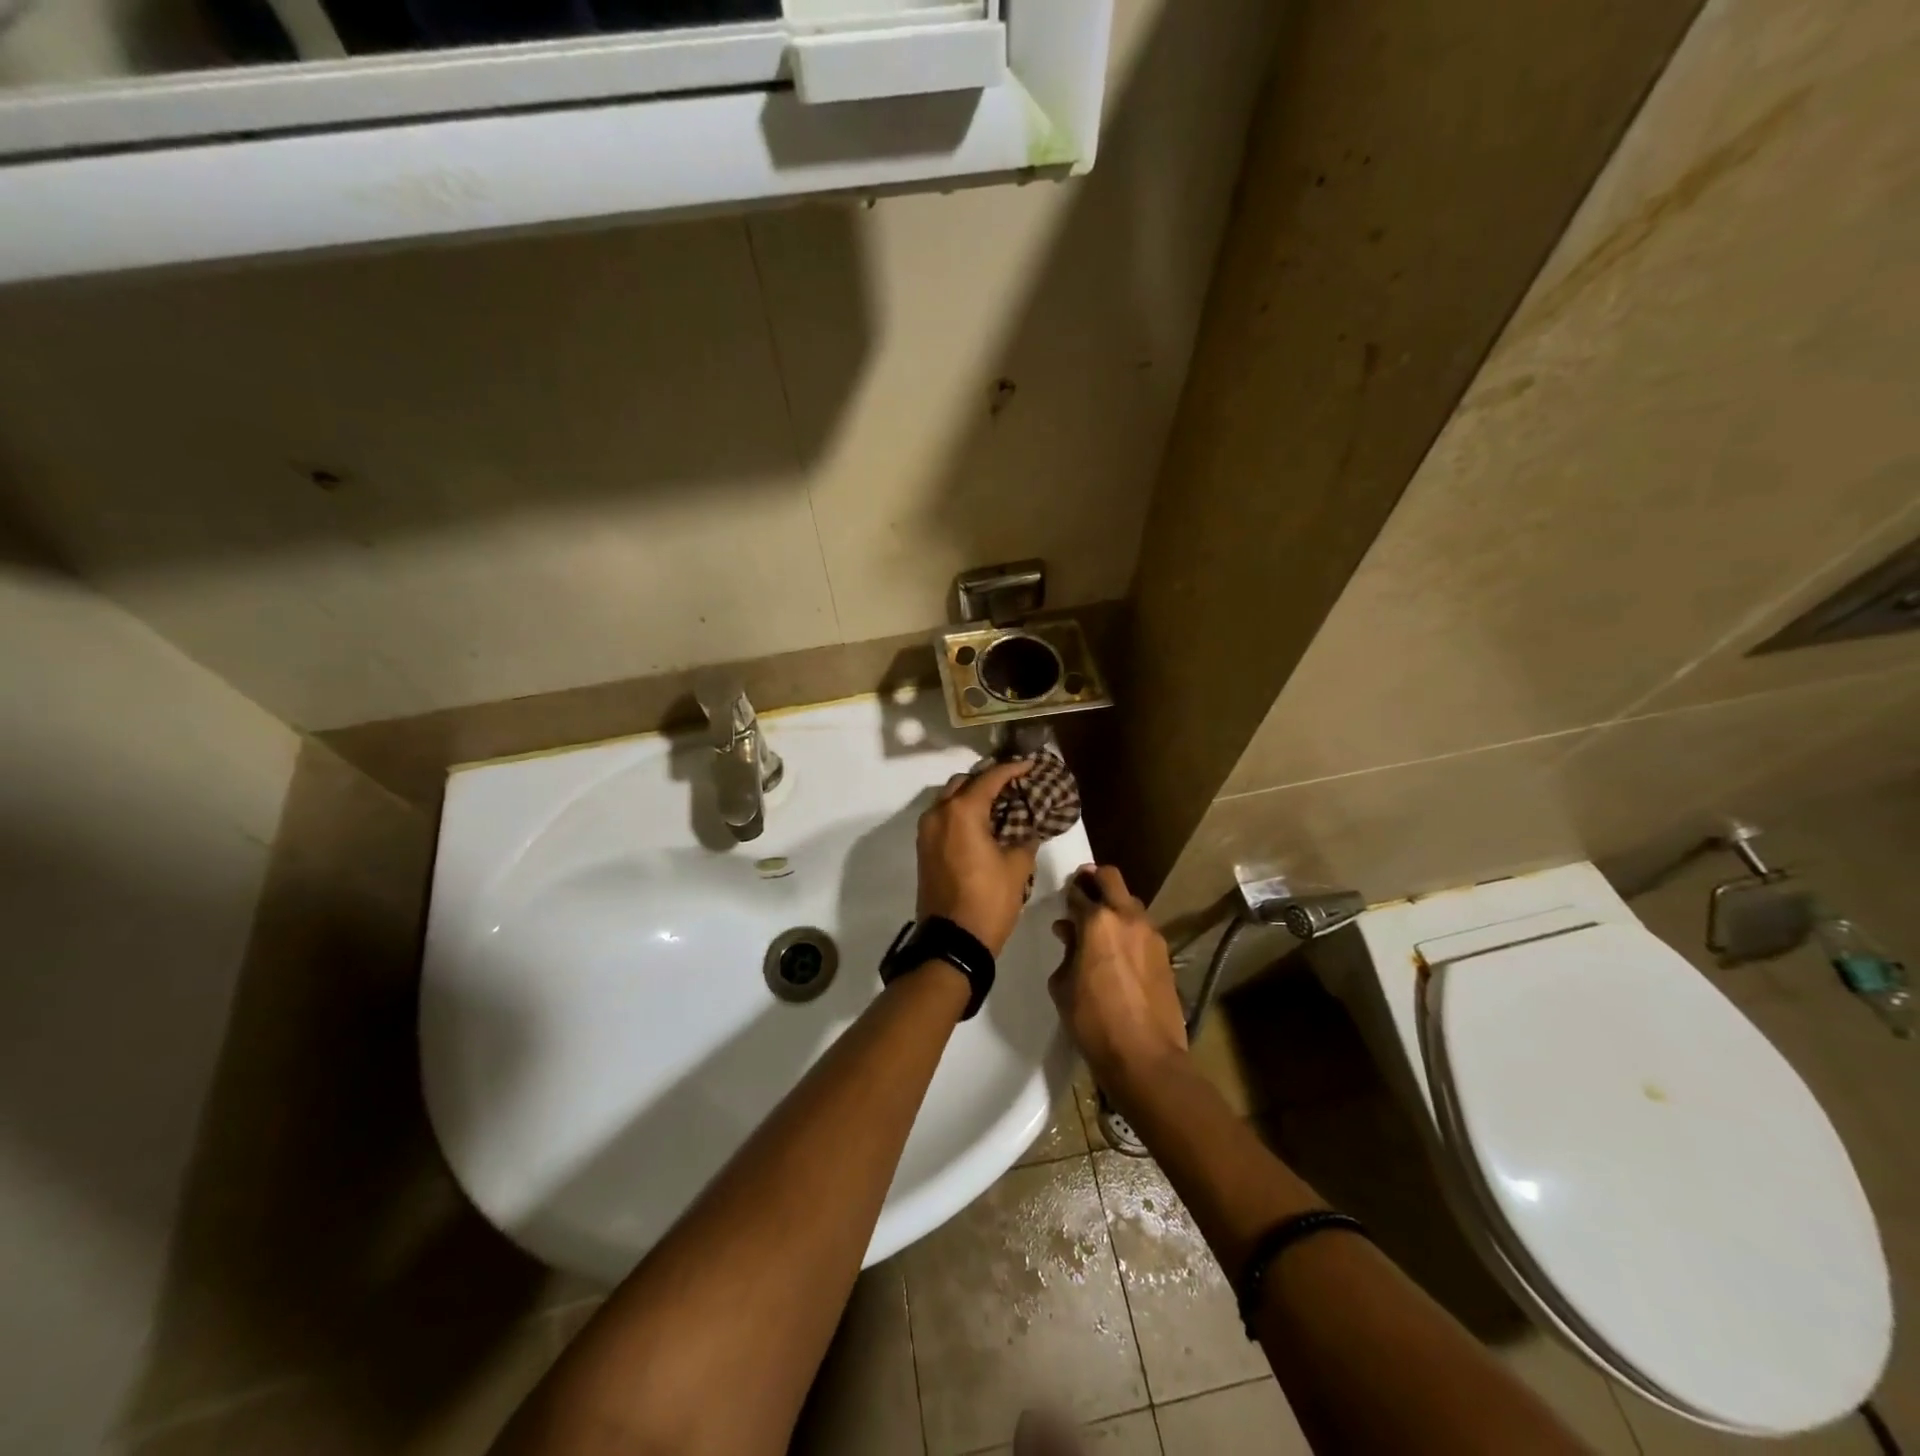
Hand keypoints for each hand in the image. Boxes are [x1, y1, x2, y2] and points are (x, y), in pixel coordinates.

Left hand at [915, 760, 1040, 955]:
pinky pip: (943, 818)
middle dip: (987, 779)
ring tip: (1000, 803)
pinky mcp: (924, 849)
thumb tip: (1030, 829)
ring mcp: (926, 831)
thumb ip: (1026, 839)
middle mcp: (938, 814)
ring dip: (972, 796)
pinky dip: (961, 813)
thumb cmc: (989, 900)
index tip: (1029, 764)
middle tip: (1014, 784)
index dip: (1011, 769)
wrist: (952, 941)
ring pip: (949, 799)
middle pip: (963, 783)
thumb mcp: (1017, 868)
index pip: (989, 779)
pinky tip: (983, 823)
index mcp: (962, 812)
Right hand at [1049, 864, 1187, 1088]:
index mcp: (1096, 921)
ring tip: (1100, 927)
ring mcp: (1151, 934)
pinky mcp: (1165, 953)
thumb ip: (1066, 951)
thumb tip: (1070, 933)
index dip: (1068, 894)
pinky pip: (1142, 928)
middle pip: (1111, 878)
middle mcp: (1127, 917)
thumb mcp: (1063, 985)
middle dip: (1094, 879)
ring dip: (1114, 905)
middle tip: (1081, 891)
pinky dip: (1129, 928)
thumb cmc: (1093, 1021)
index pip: (1078, 891)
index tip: (1062, 901)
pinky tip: (1119, 951)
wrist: (1145, 1056)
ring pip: (1130, 902)